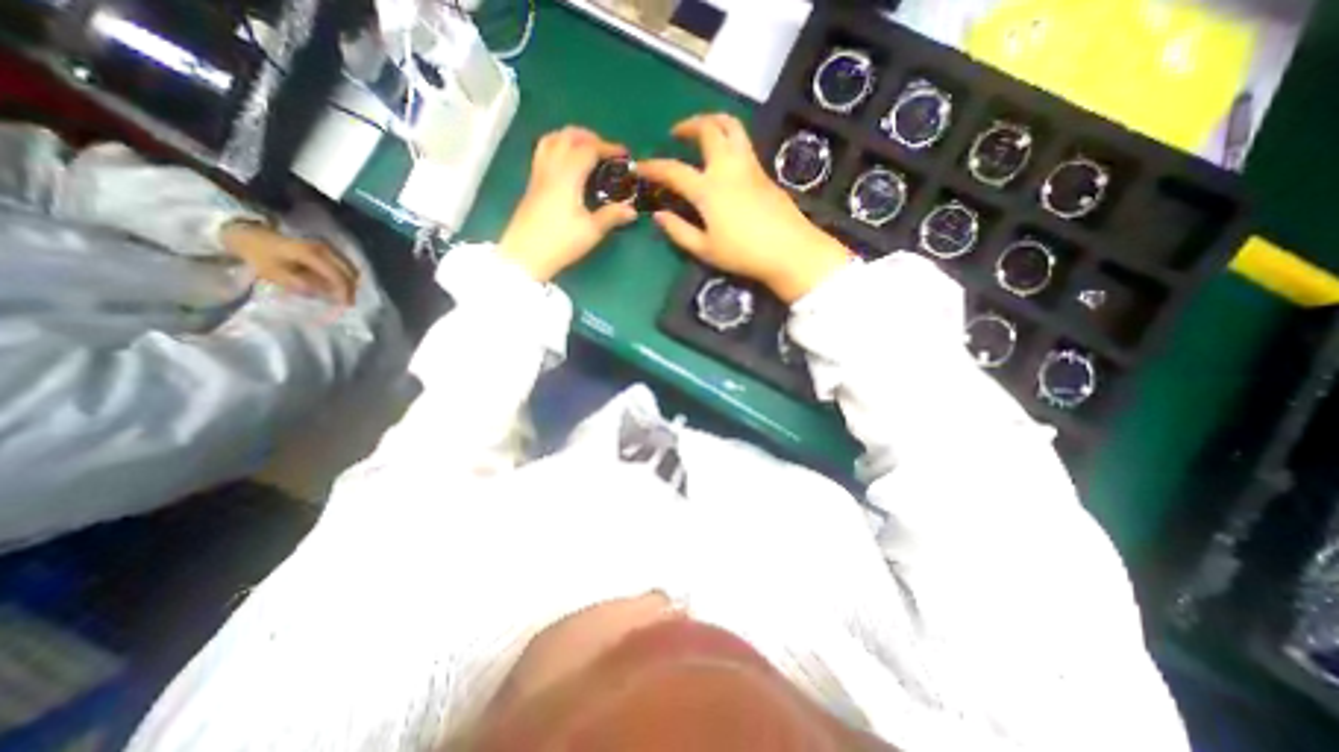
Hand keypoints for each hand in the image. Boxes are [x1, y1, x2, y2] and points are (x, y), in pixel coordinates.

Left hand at [224, 219, 359, 304]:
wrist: (250, 234)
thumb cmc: (259, 254)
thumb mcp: (272, 272)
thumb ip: (297, 284)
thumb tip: (319, 295)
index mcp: (312, 254)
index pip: (337, 275)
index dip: (343, 292)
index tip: (345, 306)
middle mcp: (325, 249)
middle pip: (350, 272)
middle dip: (351, 289)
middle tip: (347, 303)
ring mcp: (328, 248)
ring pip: (350, 269)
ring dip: (349, 283)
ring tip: (343, 296)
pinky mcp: (327, 250)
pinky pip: (344, 266)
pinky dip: (345, 277)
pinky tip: (338, 286)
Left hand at [500, 125, 640, 282]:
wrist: (525, 255)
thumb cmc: (561, 242)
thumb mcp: (591, 231)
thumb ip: (611, 216)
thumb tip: (632, 209)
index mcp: (568, 176)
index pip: (588, 149)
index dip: (608, 147)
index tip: (624, 155)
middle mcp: (551, 168)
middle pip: (567, 137)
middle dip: (589, 137)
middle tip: (605, 150)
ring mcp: (538, 175)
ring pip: (551, 141)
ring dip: (570, 138)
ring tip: (585, 151)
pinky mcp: (532, 185)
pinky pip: (543, 153)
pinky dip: (558, 148)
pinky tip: (567, 166)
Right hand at [634, 115, 846, 301]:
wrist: (789, 250)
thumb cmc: (743, 254)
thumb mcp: (705, 249)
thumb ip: (679, 232)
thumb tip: (658, 216)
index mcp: (708, 189)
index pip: (673, 170)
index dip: (653, 167)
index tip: (640, 167)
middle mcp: (727, 167)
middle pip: (708, 129)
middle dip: (688, 124)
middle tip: (676, 133)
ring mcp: (749, 165)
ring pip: (732, 126)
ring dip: (713, 120)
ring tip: (702, 131)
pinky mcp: (763, 171)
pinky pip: (743, 142)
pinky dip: (729, 137)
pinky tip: (723, 156)